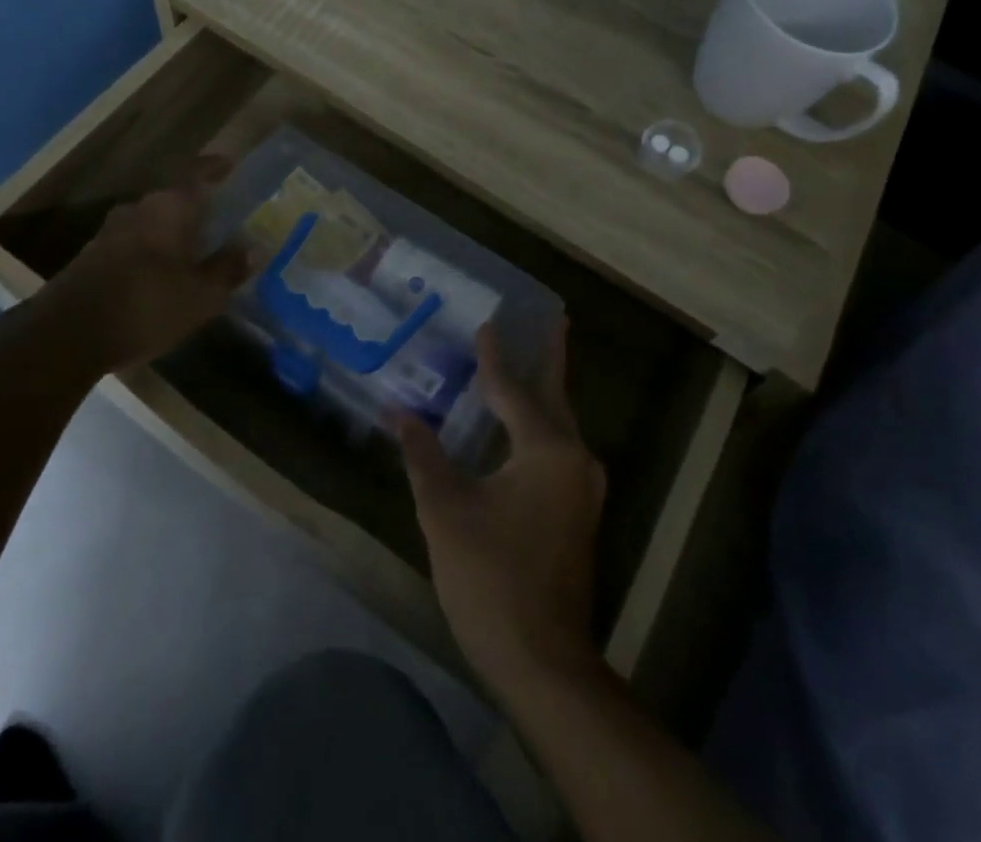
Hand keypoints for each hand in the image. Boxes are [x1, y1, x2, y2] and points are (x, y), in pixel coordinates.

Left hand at [15, 156, 251, 379]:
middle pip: (174, 200)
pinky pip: (133, 244)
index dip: (216, 169)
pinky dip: (152, 252)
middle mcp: (138, 209)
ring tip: (193, 252)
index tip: (231, 166)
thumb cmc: (146, 306)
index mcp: (168, 208)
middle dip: (197, 209)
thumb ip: (228, 268)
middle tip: (220, 223)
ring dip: (172, 234)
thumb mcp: (201, 295)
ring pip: (152, 223)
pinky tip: (161, 276)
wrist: (66, 336)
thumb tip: (254, 247)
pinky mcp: (92, 257)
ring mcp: (110, 232)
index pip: (198, 175)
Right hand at [393, 321, 606, 697]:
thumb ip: (423, 454)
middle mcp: (575, 459)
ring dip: (544, 391)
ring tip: (531, 361)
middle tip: (553, 319)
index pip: (513, 389)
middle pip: (555, 395)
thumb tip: (399, 412)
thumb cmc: (490, 577)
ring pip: (559, 424)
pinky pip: (557, 449)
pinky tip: (521, 424)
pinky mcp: (577, 512)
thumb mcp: (445, 510)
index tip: (486, 324)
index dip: (494, 358)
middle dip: (550, 357)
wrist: (542, 662)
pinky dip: (540, 425)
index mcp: (547, 450)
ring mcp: (581, 488)